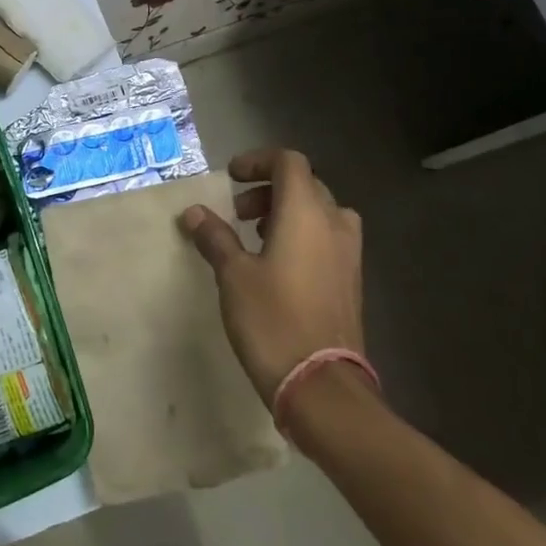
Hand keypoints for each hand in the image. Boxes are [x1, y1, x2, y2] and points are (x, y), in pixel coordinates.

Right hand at [180, 148, 365, 406]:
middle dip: (268, 189)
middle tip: (237, 212)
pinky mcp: (351, 280)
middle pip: (304, 184)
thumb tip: (194, 212)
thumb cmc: (272, 320)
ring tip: (255, 236)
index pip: (289, 162)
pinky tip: (277, 265)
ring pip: (319, 212)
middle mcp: (334, 224)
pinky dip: (302, 234)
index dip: (258, 161)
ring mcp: (348, 253)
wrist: (321, 384)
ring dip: (286, 212)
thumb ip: (215, 237)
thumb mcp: (233, 275)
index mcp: (307, 213)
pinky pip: (327, 237)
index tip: (231, 178)